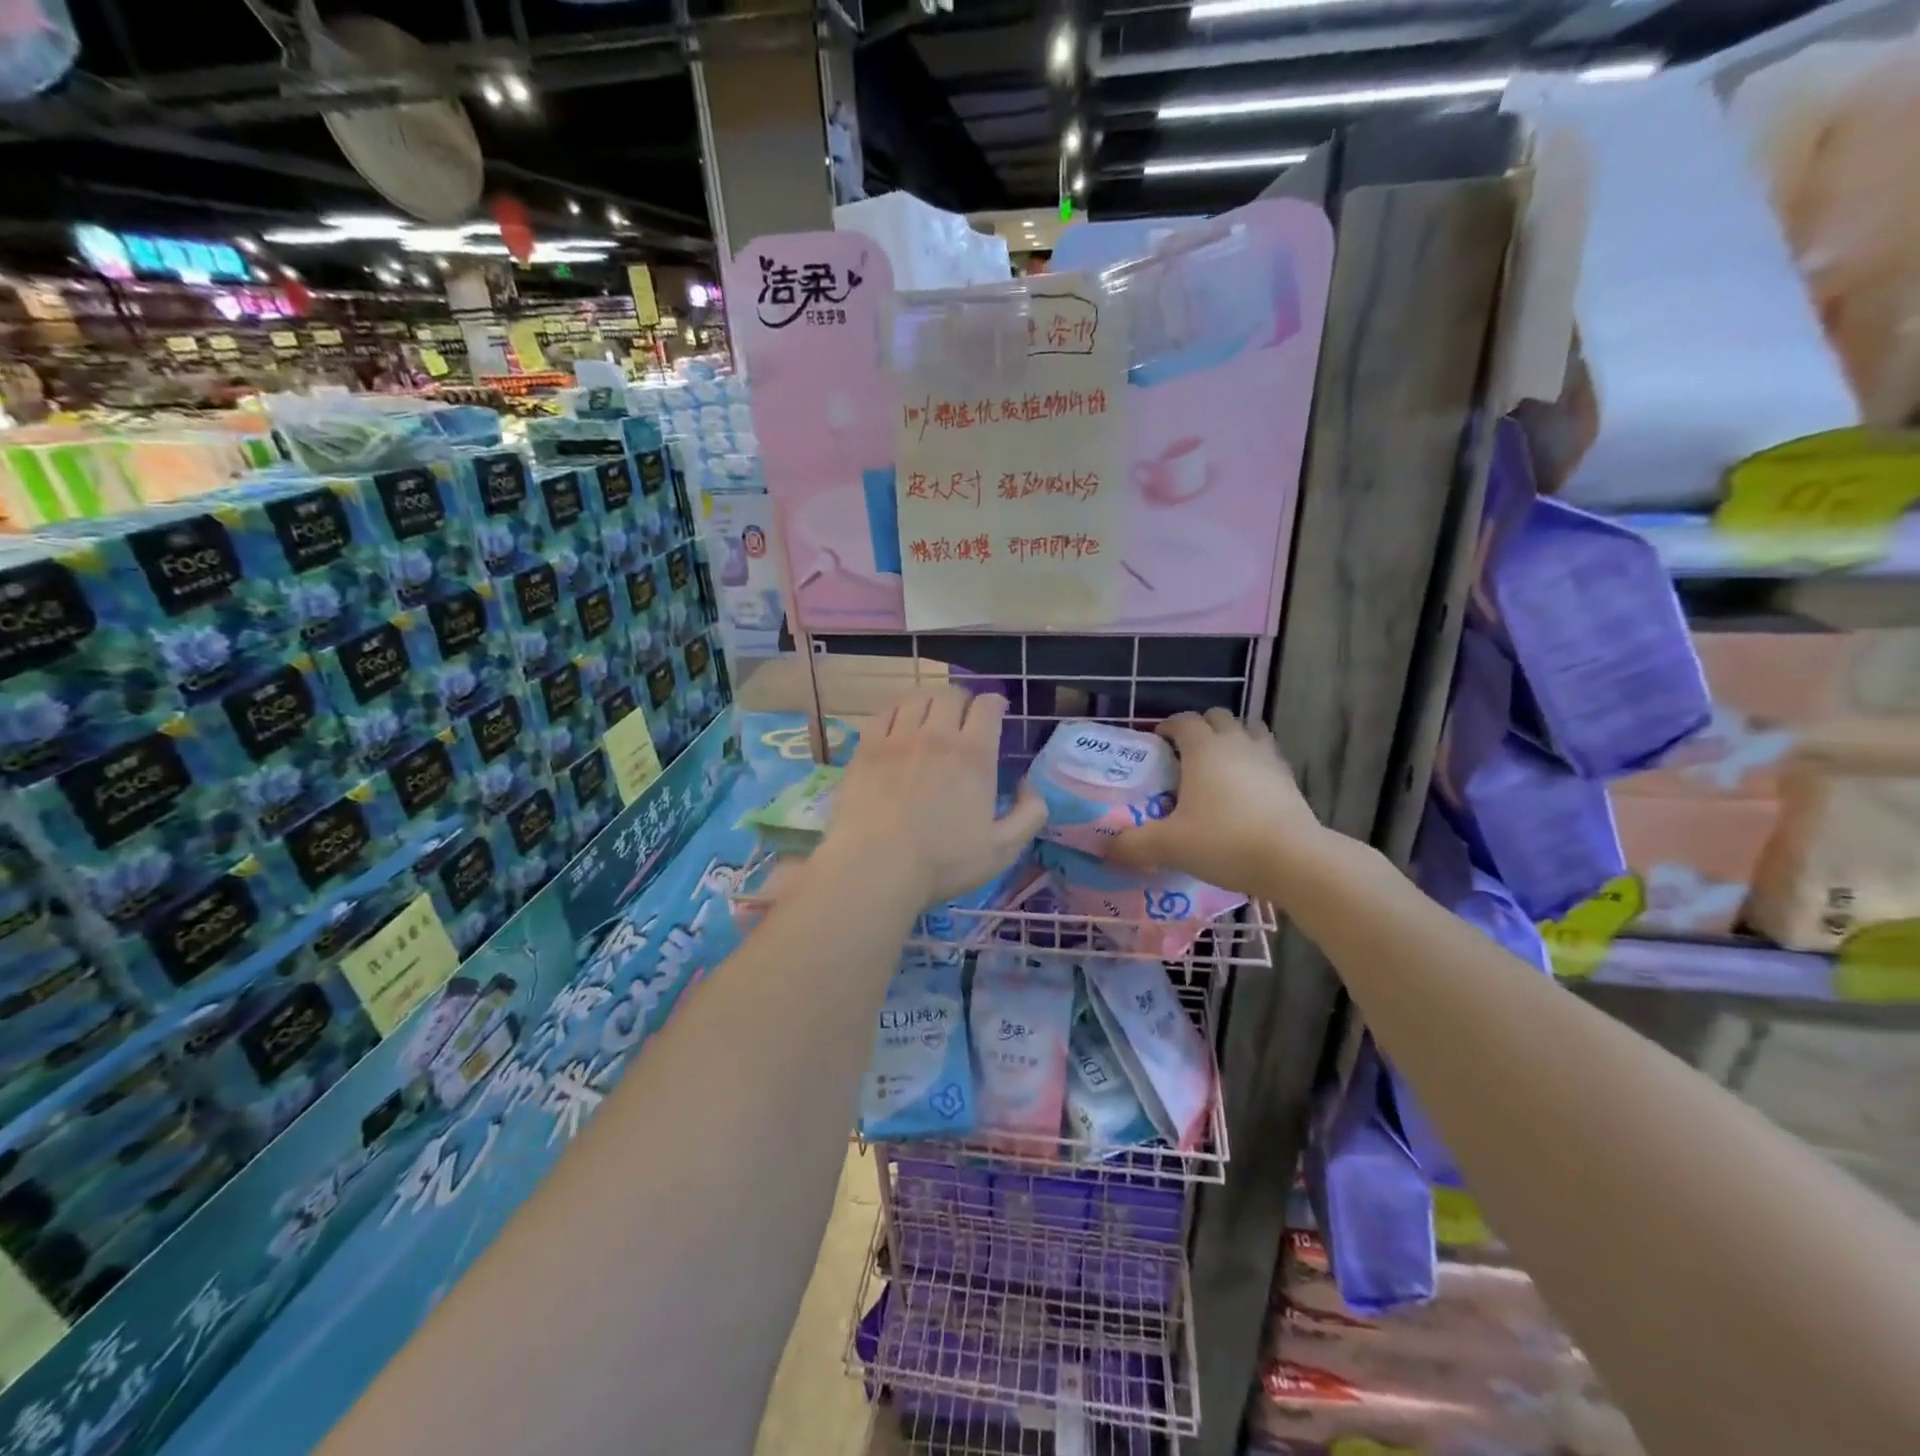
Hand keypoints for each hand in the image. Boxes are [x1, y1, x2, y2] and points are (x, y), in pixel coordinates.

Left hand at [820, 685, 1046, 907]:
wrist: (876, 868)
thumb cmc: (943, 863)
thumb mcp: (1003, 850)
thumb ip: (1029, 814)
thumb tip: (1029, 785)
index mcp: (974, 755)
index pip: (987, 706)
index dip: (995, 704)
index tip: (996, 712)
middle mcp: (937, 736)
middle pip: (952, 695)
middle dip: (964, 701)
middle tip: (964, 719)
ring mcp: (898, 739)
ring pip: (917, 699)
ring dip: (930, 703)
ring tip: (931, 718)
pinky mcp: (866, 749)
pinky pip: (884, 714)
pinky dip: (897, 712)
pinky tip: (898, 725)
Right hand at [1108, 708, 1325, 897]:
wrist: (1294, 860)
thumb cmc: (1224, 841)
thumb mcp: (1169, 846)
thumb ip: (1133, 845)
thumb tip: (1105, 849)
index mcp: (1204, 749)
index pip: (1184, 720)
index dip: (1168, 726)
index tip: (1156, 742)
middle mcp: (1237, 743)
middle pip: (1219, 717)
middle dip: (1201, 728)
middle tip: (1186, 754)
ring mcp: (1268, 759)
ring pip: (1250, 730)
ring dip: (1233, 738)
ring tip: (1220, 764)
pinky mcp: (1290, 780)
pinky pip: (1268, 756)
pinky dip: (1255, 762)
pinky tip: (1247, 788)